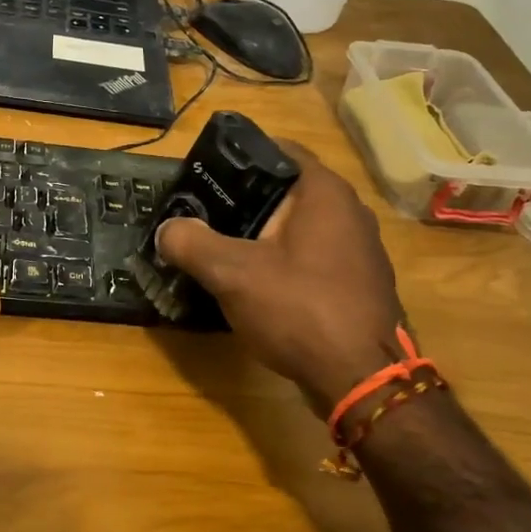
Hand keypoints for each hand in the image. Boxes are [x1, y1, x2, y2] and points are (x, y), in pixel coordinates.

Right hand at [155, 145, 405, 412]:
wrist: (364, 381)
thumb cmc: (300, 309)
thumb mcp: (232, 274)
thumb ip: (192, 243)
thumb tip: (166, 230)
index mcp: (324, 192)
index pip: (278, 150)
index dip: (238, 156)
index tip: (204, 172)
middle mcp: (349, 212)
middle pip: (286, 191)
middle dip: (244, 200)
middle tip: (202, 213)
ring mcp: (359, 250)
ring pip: (299, 227)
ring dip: (263, 234)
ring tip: (221, 248)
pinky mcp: (358, 283)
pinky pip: (312, 257)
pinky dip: (283, 261)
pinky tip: (257, 284)